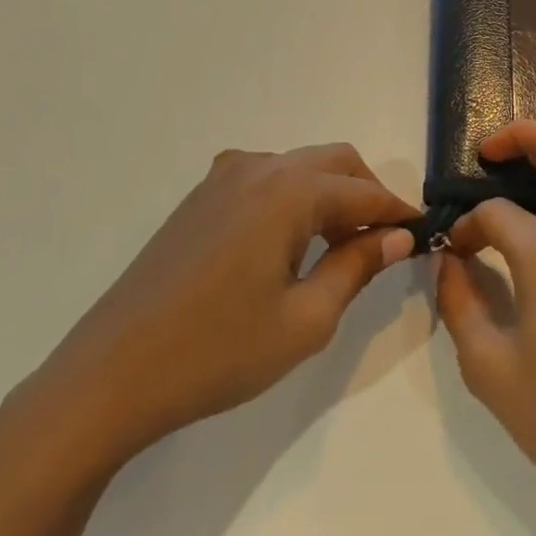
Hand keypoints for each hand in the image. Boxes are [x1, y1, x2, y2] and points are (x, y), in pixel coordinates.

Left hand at [9, 144, 415, 480]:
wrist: (111, 373)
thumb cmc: (217, 351)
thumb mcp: (304, 320)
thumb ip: (356, 267)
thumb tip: (396, 236)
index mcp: (288, 190)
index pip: (363, 191)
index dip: (397, 213)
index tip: (424, 235)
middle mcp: (258, 167)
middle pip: (334, 162)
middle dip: (367, 194)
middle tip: (383, 244)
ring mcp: (224, 176)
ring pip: (300, 167)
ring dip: (330, 194)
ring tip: (340, 249)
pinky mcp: (201, 196)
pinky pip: (266, 179)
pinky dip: (295, 198)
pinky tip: (289, 244)